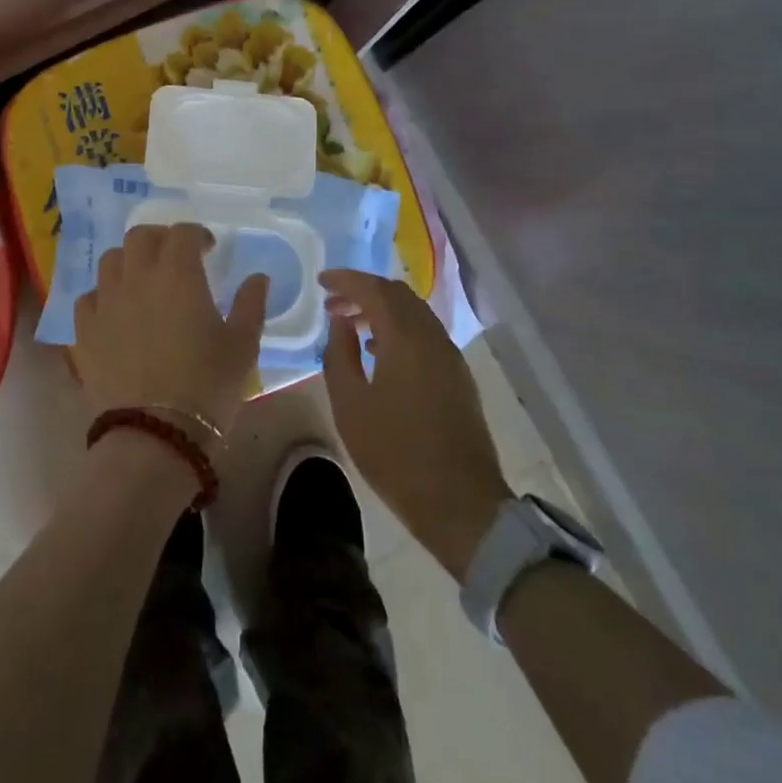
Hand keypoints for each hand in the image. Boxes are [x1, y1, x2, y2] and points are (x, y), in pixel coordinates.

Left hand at [74, 224, 267, 443]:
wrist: (155, 435)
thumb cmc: (207, 386)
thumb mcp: (242, 346)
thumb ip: (250, 304)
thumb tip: (258, 278)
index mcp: (178, 274)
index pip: (182, 233)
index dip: (196, 234)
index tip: (209, 249)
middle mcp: (137, 277)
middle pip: (140, 236)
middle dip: (159, 239)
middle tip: (174, 257)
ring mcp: (106, 302)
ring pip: (110, 261)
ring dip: (129, 262)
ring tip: (143, 281)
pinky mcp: (84, 331)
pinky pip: (88, 298)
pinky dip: (103, 296)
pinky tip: (115, 312)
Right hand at [322, 268, 511, 580]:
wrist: (460, 502)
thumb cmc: (395, 453)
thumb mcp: (350, 405)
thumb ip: (339, 355)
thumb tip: (341, 323)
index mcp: (405, 337)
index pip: (373, 289)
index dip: (345, 279)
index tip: (321, 281)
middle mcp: (432, 336)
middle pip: (397, 294)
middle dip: (363, 292)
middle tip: (333, 305)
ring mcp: (450, 355)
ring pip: (414, 312)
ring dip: (383, 310)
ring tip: (352, 326)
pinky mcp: (458, 375)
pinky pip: (425, 332)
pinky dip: (400, 328)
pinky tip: (381, 352)